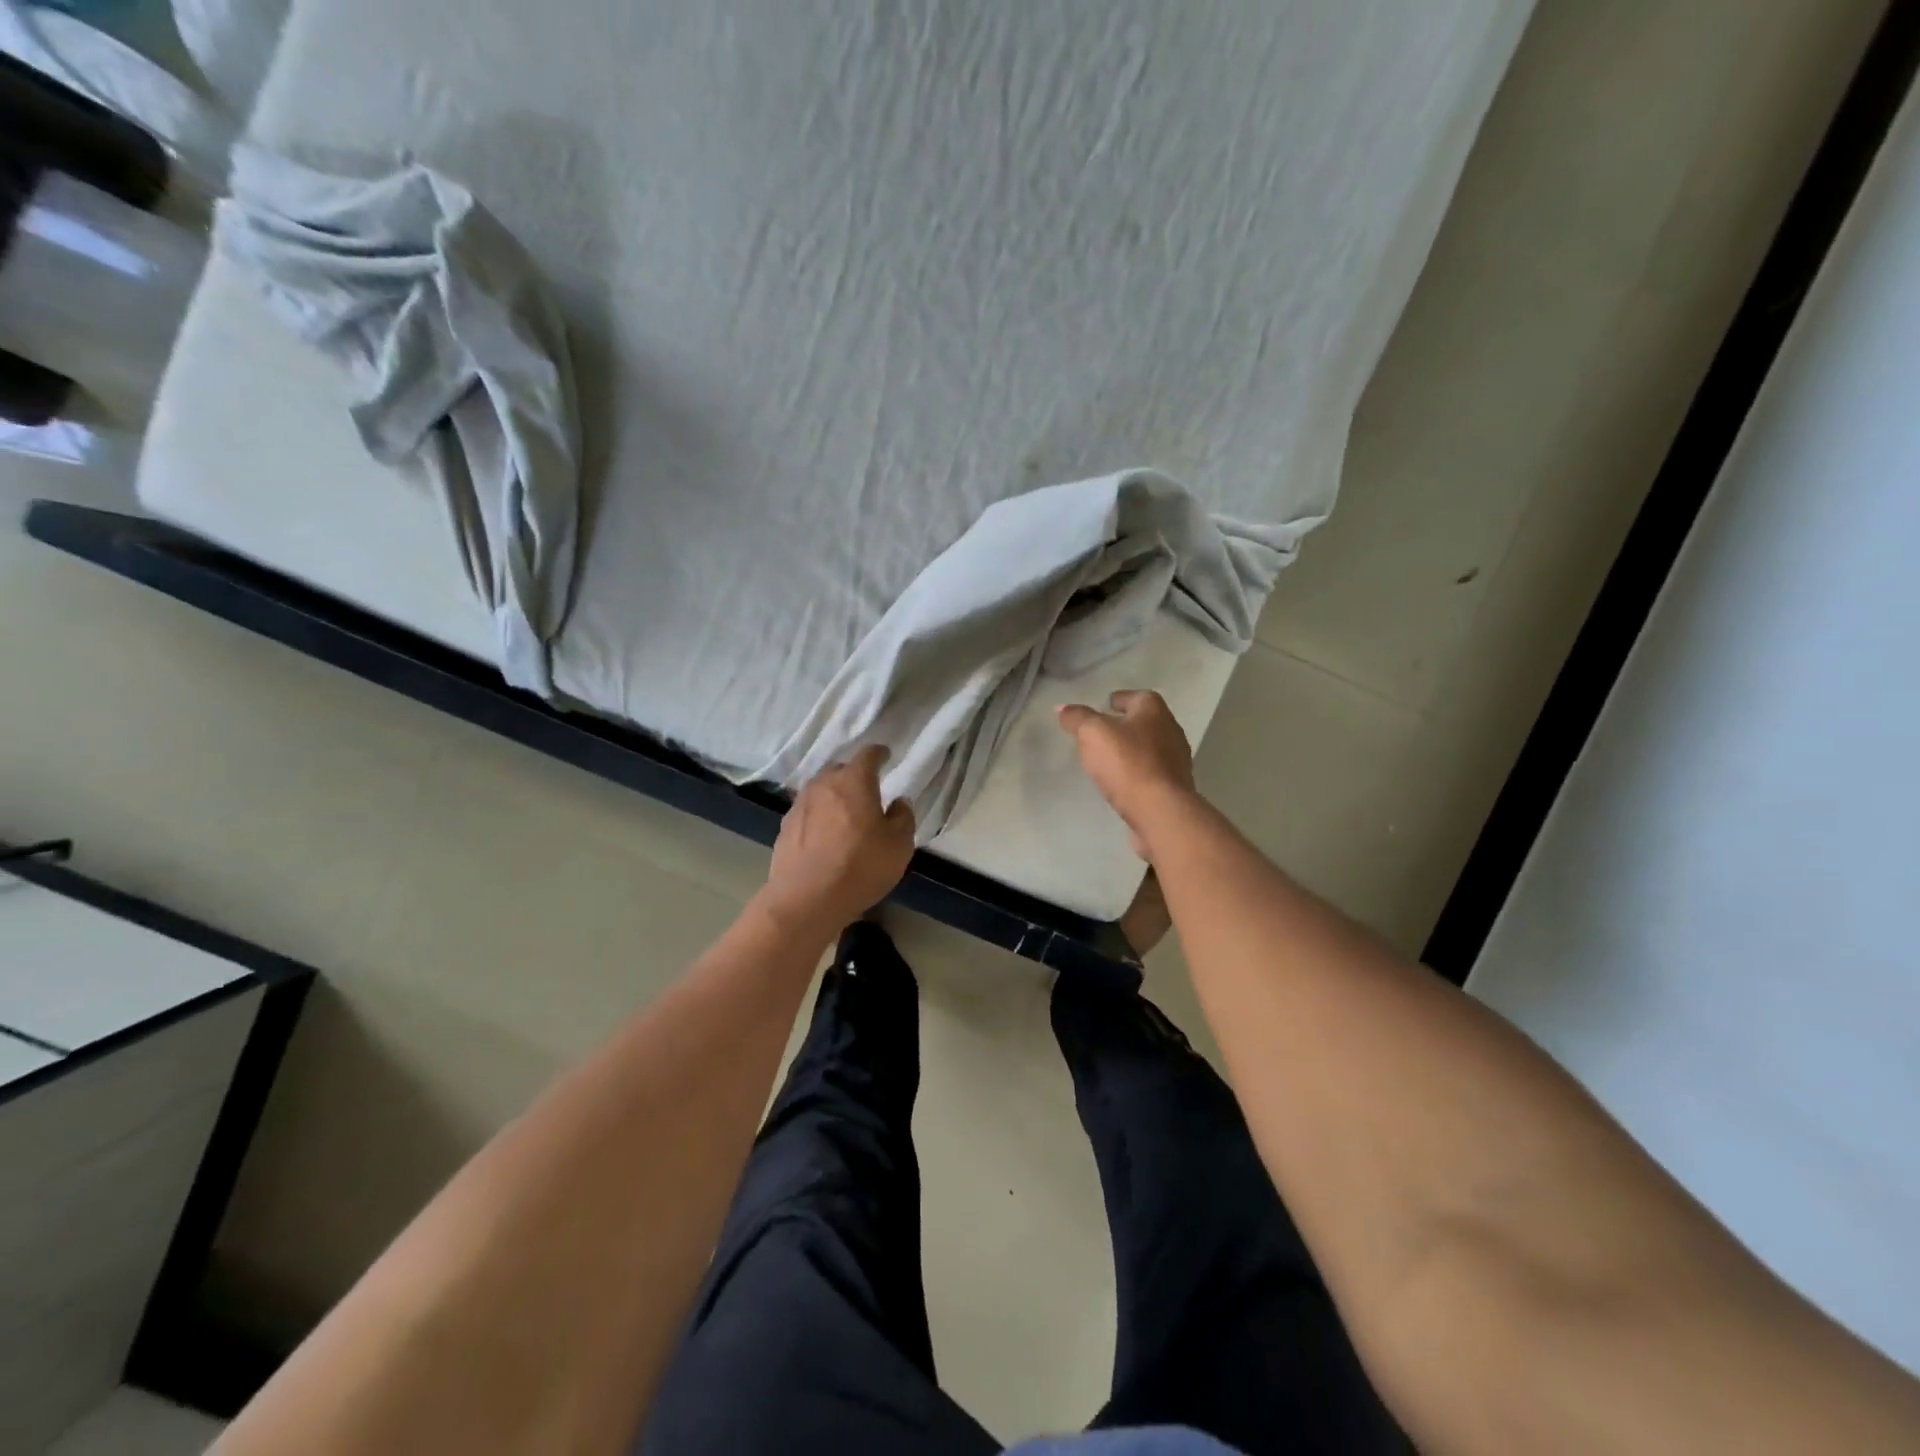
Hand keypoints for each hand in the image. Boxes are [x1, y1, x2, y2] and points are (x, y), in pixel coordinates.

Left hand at [764, 745, 915, 932]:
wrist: (807, 899)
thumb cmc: (860, 866)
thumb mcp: (899, 845)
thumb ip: (903, 817)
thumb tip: (898, 802)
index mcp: (854, 781)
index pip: (868, 755)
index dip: (879, 753)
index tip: (885, 755)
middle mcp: (823, 785)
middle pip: (839, 770)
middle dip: (854, 775)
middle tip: (867, 790)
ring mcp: (799, 806)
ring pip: (820, 791)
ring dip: (833, 797)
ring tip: (844, 814)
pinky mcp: (784, 829)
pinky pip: (806, 813)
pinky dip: (818, 818)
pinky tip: (824, 836)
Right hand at [1057, 689, 1195, 858]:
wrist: (1160, 811)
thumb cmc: (1127, 762)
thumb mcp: (1092, 733)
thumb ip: (1077, 718)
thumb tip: (1062, 708)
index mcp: (1154, 710)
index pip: (1136, 696)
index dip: (1119, 700)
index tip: (1103, 707)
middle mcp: (1170, 730)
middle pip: (1145, 722)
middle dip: (1126, 725)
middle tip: (1101, 734)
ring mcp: (1176, 760)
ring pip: (1150, 748)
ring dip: (1132, 751)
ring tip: (1109, 759)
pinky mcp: (1174, 787)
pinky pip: (1152, 773)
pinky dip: (1138, 773)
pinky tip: (1122, 783)